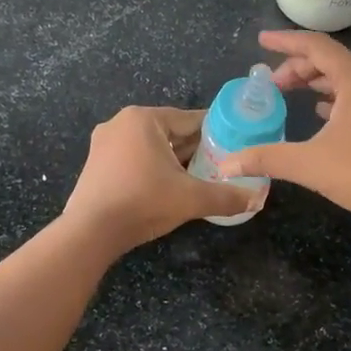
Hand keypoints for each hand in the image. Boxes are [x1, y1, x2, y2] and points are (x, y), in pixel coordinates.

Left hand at [62, 106, 259, 254]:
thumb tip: (259, 199)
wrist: (90, 232)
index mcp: (144, 118)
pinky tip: (168, 187)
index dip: (217, 133)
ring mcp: (104, 142)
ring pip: (152, 146)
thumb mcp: (191, 199)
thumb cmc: (143, 203)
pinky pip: (134, 158)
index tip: (236, 147)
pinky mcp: (96, 163)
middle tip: (221, 166)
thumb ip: (227, 196)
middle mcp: (121, 122)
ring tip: (199, 177)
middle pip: (171, 132)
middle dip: (195, 149)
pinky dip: (152, 168)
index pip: (191, 119)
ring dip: (174, 160)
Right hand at [222, 31, 350, 236]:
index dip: (285, 42)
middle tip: (271, 84)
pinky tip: (321, 113)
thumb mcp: (309, 164)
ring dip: (316, 82)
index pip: (315, 46)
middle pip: (331, 61)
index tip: (260, 41)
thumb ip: (265, 158)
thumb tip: (226, 164)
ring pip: (345, 79)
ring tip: (289, 94)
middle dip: (297, 67)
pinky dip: (334, 98)